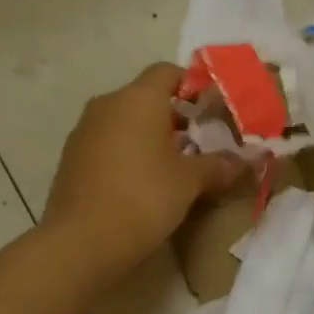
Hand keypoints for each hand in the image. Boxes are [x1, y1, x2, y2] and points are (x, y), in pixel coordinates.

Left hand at [43, 64, 243, 279]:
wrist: (81, 241)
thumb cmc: (143, 198)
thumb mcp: (189, 182)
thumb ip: (218, 165)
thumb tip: (244, 160)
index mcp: (137, 98)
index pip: (167, 71)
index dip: (192, 86)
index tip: (210, 111)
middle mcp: (106, 105)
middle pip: (144, 97)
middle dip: (173, 117)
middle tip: (198, 145)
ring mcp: (83, 131)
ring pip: (123, 122)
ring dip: (147, 137)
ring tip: (171, 168)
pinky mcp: (70, 159)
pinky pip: (105, 144)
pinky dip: (125, 154)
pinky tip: (139, 185)